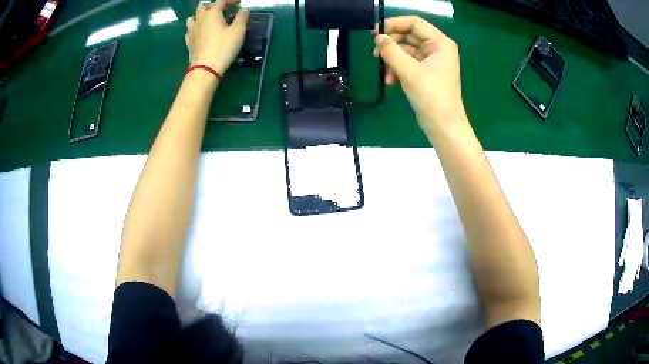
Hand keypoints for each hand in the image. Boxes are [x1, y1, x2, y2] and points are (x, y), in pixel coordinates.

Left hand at [186, 0, 248, 75]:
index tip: (238, 3)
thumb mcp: (238, 31)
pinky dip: (196, 28)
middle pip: (203, 7)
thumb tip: (244, 9)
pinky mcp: (189, 42)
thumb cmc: (224, 47)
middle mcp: (200, 19)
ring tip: (209, 20)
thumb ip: (242, 17)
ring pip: (193, 17)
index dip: (230, 1)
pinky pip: (190, 31)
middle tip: (222, 11)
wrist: (206, 68)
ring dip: (201, 16)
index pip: (221, 1)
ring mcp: (192, 31)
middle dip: (213, 6)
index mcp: (212, 13)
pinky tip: (201, 32)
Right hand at [373, 16, 464, 134]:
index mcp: (440, 43)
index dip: (394, 24)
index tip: (375, 32)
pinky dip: (397, 70)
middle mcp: (437, 48)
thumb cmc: (432, 97)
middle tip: (375, 54)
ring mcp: (431, 61)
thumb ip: (391, 51)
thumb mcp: (409, 71)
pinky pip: (407, 63)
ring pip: (405, 51)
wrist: (443, 126)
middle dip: (391, 45)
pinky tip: (391, 82)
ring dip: (392, 61)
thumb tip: (378, 37)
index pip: (414, 23)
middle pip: (408, 36)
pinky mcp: (425, 73)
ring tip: (385, 76)